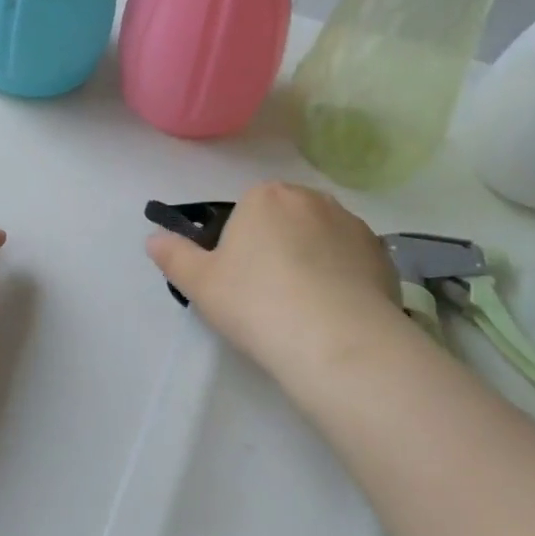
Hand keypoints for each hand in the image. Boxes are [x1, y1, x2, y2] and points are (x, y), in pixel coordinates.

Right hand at [145, 181, 406, 387]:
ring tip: (308, 309)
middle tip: (271, 296)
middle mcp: (310, 198)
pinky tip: (337, 314)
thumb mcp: (201, 284)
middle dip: (280, 247)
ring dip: (314, 260)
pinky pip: (352, 260)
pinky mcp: (381, 253)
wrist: (335, 339)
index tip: (242, 283)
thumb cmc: (257, 302)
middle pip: (286, 220)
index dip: (242, 247)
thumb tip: (153, 238)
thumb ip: (174, 256)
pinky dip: (345, 277)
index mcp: (264, 196)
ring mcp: (351, 223)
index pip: (248, 213)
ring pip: (322, 238)